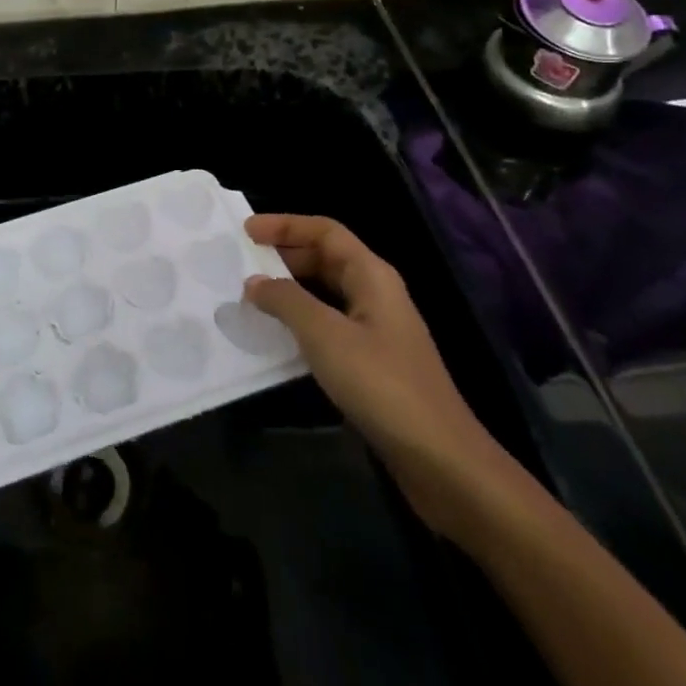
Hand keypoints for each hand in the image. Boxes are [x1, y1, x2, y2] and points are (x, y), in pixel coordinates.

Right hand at [244, 214, 520, 543]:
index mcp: (372, 275)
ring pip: (327, 292)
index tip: (246, 231)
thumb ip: (286, 300)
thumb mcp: (325, 335)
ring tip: (253, 295)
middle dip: (285, 254)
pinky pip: (330, 324)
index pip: (325, 231)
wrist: (441, 460)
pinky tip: (280, 336)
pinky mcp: (374, 362)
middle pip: (326, 257)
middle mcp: (377, 293)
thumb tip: (255, 281)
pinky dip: (302, 320)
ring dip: (291, 289)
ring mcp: (378, 329)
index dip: (285, 225)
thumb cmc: (382, 384)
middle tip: (244, 263)